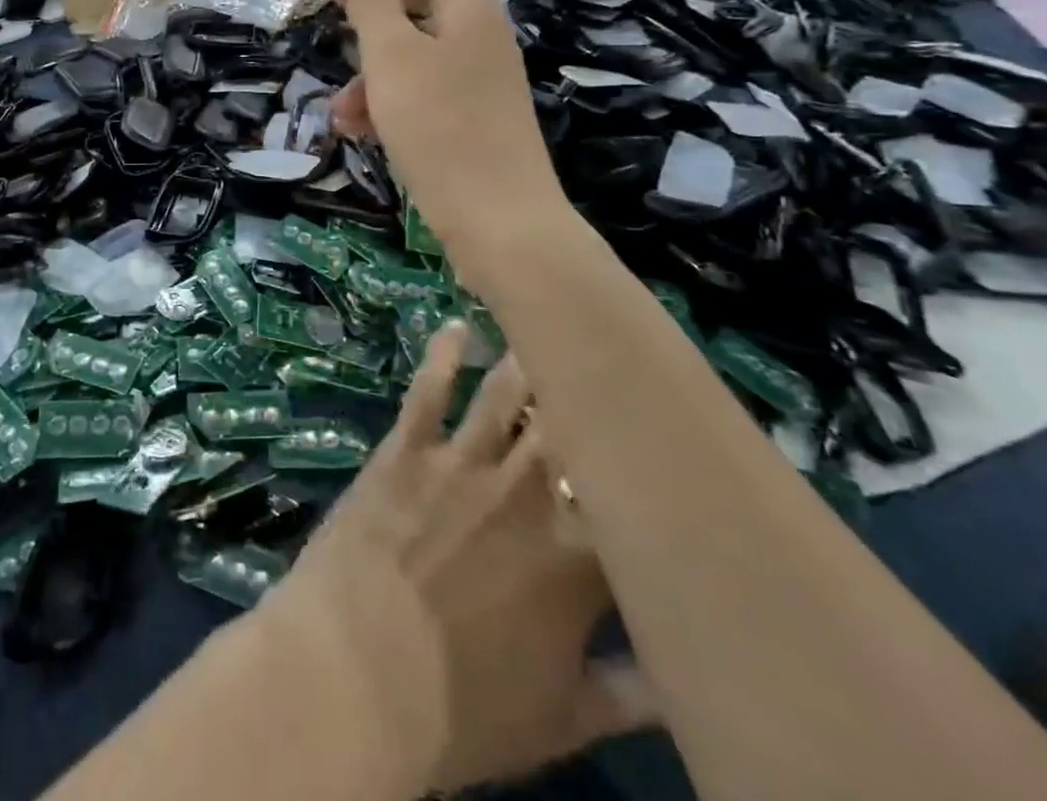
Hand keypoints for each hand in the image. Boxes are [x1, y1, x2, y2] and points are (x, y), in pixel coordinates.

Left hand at [268, 323, 652, 790]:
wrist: (355, 673)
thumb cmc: (459, 710)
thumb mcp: (563, 722)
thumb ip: (633, 697)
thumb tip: (692, 683)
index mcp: (576, 562)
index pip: (631, 505)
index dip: (653, 474)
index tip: (671, 443)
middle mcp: (524, 496)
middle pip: (570, 428)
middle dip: (592, 392)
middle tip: (611, 357)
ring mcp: (459, 464)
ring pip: (504, 396)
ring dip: (527, 360)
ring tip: (547, 323)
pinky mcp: (404, 450)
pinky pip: (428, 391)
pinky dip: (443, 355)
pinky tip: (456, 325)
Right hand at [332, 0, 561, 245]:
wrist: (498, 219)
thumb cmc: (440, 124)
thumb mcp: (392, 56)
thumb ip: (372, 7)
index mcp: (470, 9)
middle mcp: (478, 38)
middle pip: (420, 2)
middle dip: (371, 13)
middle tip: (332, 17)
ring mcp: (476, 82)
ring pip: (412, 55)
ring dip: (369, 72)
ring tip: (339, 109)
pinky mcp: (467, 121)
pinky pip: (419, 94)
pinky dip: (386, 103)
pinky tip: (356, 131)